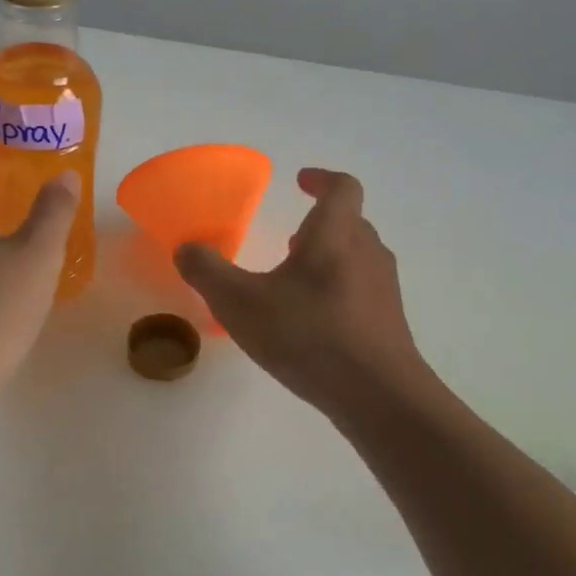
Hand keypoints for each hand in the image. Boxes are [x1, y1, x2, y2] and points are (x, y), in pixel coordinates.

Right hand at [174, 168, 428, 419]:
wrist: (378, 396)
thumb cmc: (308, 335)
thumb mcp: (240, 303)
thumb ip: (208, 272)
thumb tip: (186, 248)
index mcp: (336, 234)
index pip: (342, 188)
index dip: (321, 179)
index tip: (300, 181)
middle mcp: (368, 253)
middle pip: (351, 223)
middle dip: (321, 223)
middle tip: (293, 237)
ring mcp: (384, 289)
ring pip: (358, 258)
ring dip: (330, 258)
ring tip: (297, 281)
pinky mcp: (389, 323)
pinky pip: (363, 291)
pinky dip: (338, 291)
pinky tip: (313, 323)